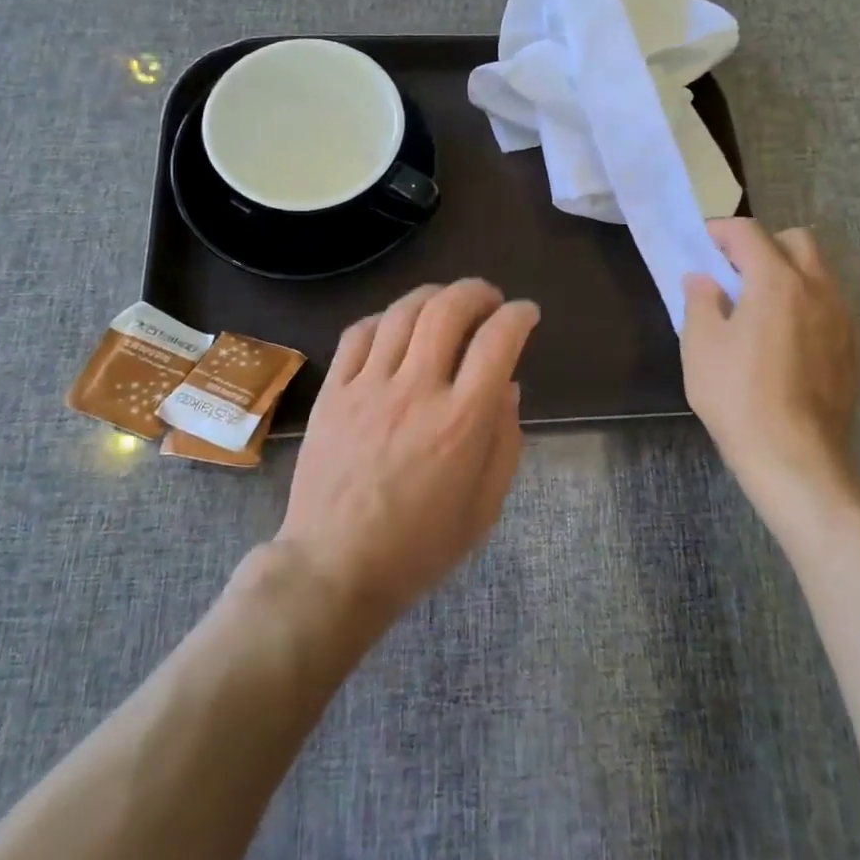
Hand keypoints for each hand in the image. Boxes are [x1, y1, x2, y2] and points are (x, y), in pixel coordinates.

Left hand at [277, 279, 540, 633]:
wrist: (335, 567)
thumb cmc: (419, 547)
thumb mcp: (484, 506)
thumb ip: (504, 441)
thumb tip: (507, 387)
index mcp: (461, 421)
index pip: (498, 341)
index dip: (519, 316)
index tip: (526, 313)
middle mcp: (416, 390)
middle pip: (449, 310)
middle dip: (477, 292)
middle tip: (489, 300)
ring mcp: (368, 387)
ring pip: (403, 313)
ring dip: (433, 295)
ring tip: (447, 302)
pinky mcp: (333, 392)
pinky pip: (358, 334)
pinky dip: (385, 318)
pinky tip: (396, 326)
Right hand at [682, 219, 859, 543]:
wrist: (794, 456)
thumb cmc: (737, 396)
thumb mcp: (701, 346)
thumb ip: (700, 301)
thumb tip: (703, 280)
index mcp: (777, 281)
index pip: (749, 233)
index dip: (721, 231)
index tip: (702, 244)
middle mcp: (818, 289)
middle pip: (795, 241)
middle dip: (763, 246)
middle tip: (734, 274)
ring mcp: (843, 319)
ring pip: (819, 273)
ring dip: (788, 274)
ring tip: (759, 308)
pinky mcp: (854, 349)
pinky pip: (830, 307)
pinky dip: (806, 305)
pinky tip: (785, 339)